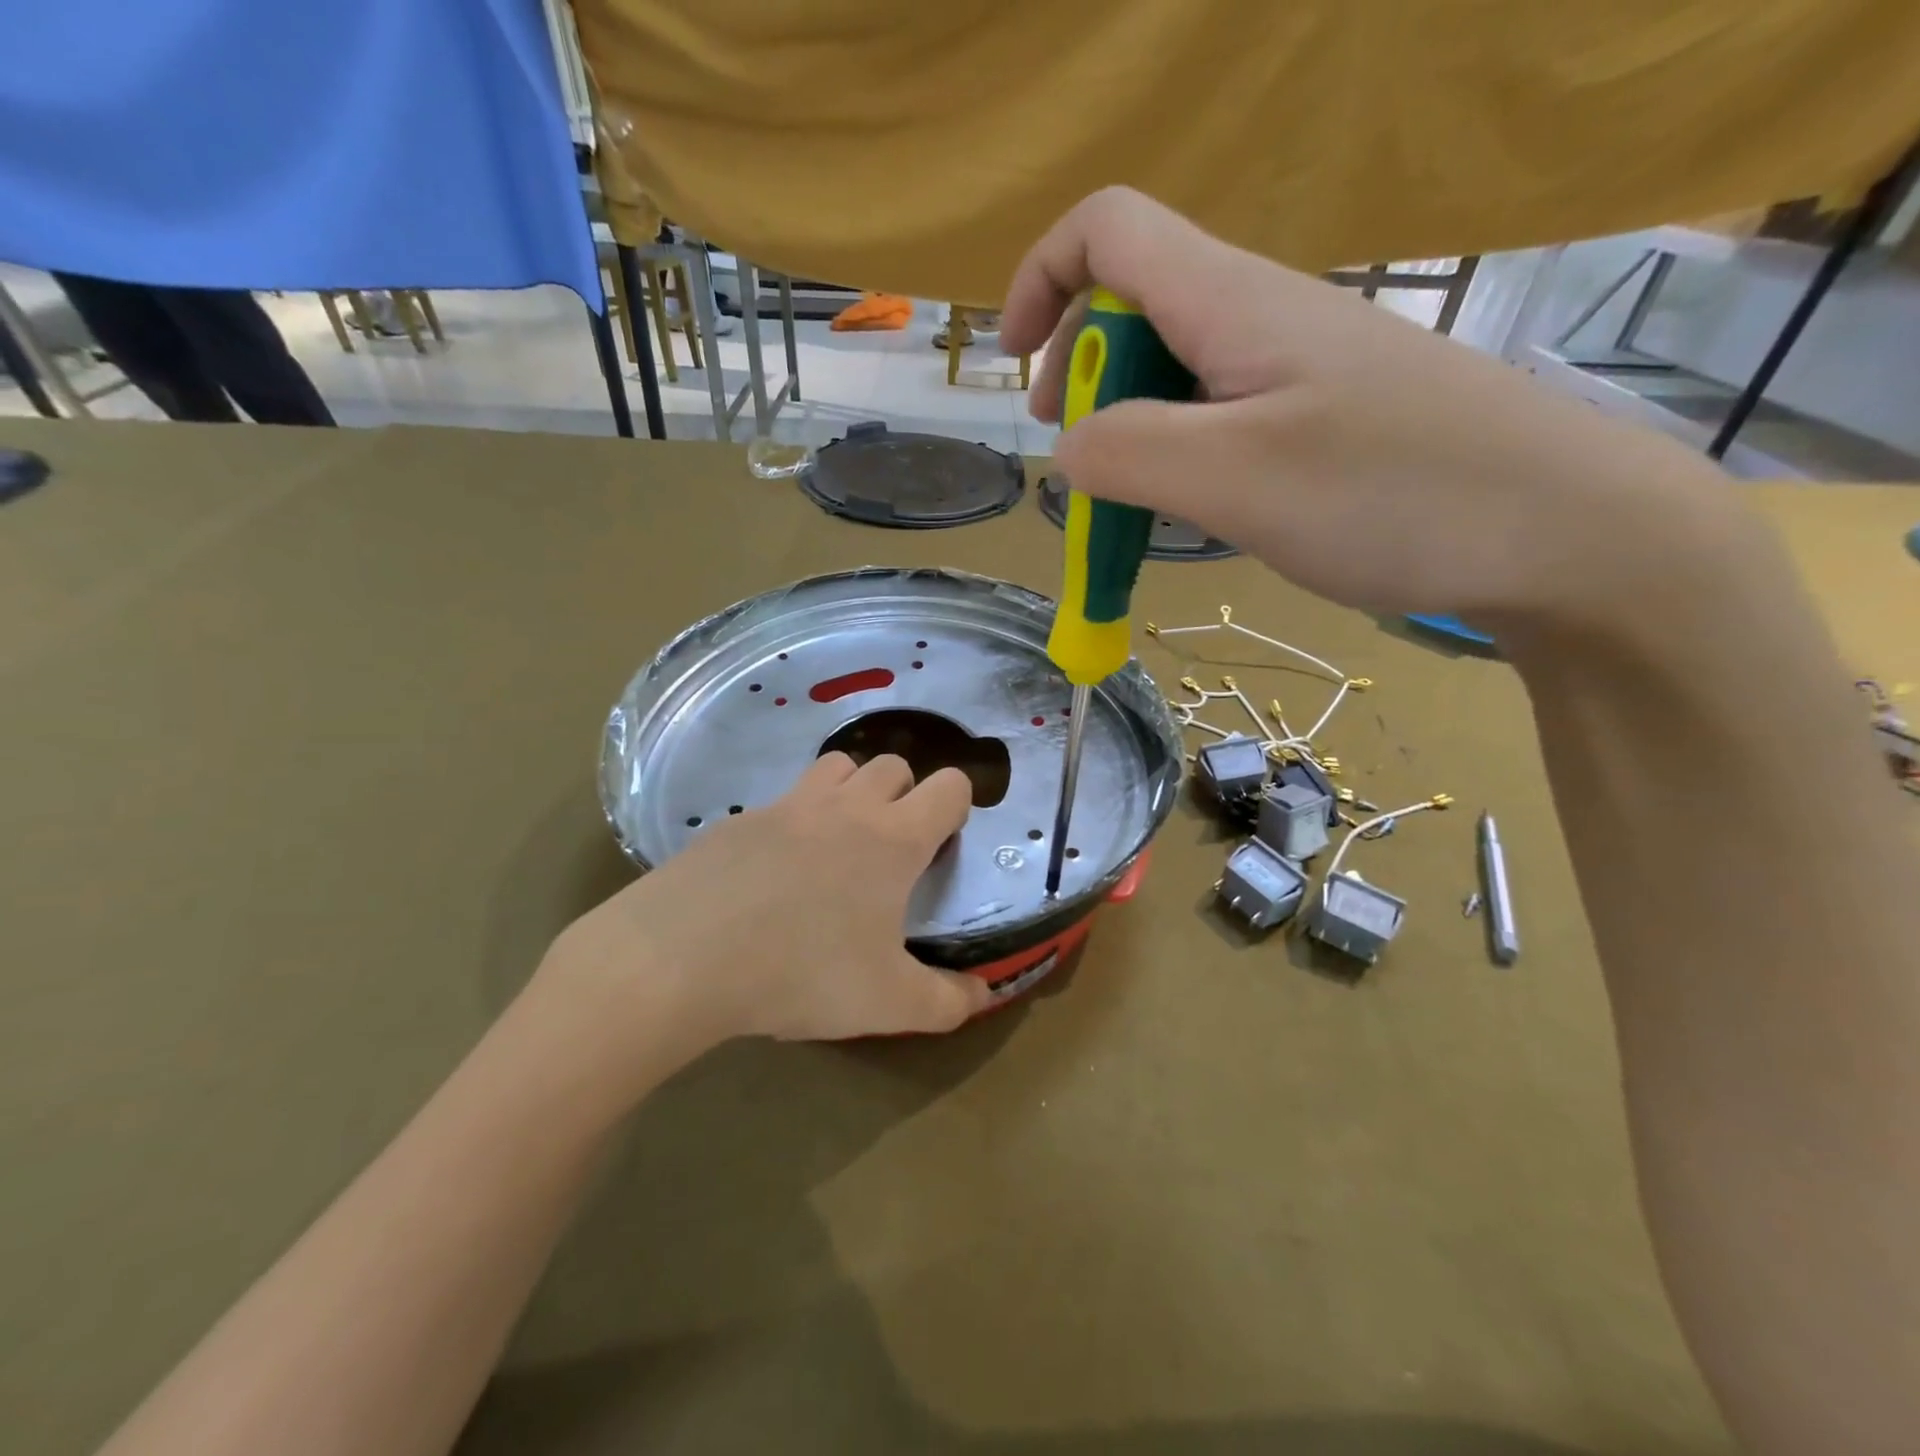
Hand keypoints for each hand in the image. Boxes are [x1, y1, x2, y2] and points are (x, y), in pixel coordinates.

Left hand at [541, 753, 992, 1069]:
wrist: (680, 958)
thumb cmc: (802, 972)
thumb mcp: (887, 1003)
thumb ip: (947, 1001)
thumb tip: (984, 995)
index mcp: (892, 839)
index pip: (948, 787)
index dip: (957, 805)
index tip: (944, 842)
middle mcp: (845, 808)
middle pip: (892, 765)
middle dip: (904, 794)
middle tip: (892, 850)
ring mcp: (786, 806)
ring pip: (836, 766)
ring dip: (851, 790)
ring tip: (839, 844)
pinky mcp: (737, 820)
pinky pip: (781, 801)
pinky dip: (793, 821)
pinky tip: (774, 872)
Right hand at [1001, 188, 1730, 624]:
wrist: (1561, 531)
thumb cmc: (1393, 494)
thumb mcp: (1231, 477)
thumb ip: (1127, 454)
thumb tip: (1067, 449)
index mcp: (1231, 300)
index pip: (1108, 230)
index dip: (1042, 280)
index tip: (1018, 370)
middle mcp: (1260, 316)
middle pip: (1134, 305)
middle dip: (1083, 380)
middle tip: (1085, 469)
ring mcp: (1297, 369)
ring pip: (1177, 373)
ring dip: (1133, 434)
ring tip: (1141, 511)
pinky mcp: (1325, 419)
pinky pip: (1221, 417)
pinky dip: (1183, 460)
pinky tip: (1203, 514)